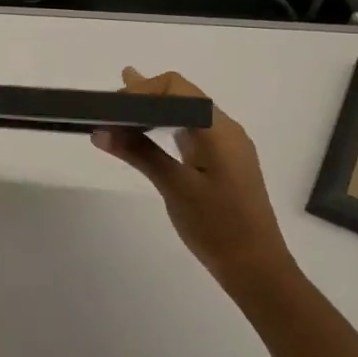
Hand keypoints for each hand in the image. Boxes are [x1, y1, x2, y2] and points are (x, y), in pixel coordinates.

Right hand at [91, 68, 292, 287]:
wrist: (256, 268)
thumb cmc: (217, 226)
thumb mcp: (175, 187)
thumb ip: (140, 153)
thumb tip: (101, 131)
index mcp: (219, 130)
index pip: (177, 89)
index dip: (142, 89)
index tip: (112, 106)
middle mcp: (225, 130)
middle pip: (183, 95)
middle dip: (145, 94)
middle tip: (108, 105)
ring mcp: (226, 146)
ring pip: (186, 112)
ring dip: (154, 108)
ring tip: (120, 107)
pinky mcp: (221, 162)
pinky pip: (190, 131)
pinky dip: (164, 126)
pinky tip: (146, 130)